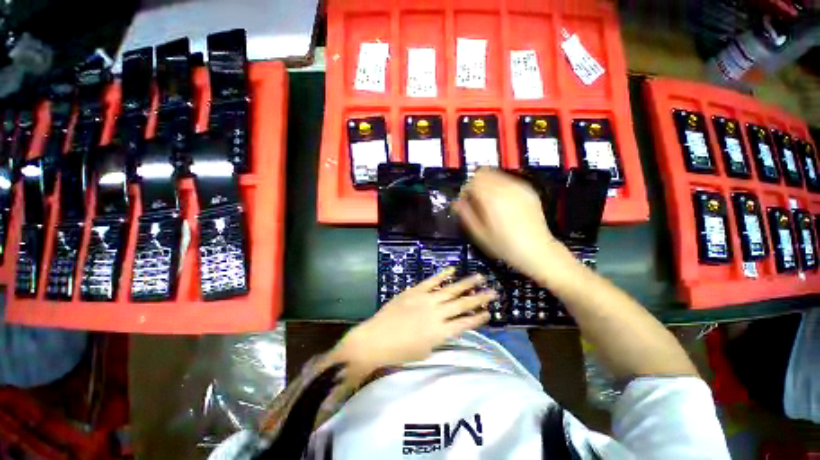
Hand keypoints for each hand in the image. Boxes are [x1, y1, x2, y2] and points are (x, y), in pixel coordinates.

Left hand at [329, 268, 496, 380]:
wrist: (376, 340)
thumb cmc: (400, 352)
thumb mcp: (425, 351)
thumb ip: (440, 337)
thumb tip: (451, 327)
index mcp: (441, 332)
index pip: (465, 323)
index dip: (478, 318)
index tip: (490, 312)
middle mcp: (437, 314)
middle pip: (463, 304)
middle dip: (479, 298)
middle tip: (493, 292)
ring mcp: (426, 300)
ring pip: (450, 290)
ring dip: (466, 283)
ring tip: (480, 277)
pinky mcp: (415, 291)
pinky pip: (431, 281)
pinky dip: (442, 275)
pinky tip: (452, 270)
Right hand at [455, 169, 564, 277]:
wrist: (537, 251)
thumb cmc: (505, 246)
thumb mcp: (479, 234)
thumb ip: (466, 215)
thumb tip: (456, 202)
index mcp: (491, 198)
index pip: (471, 182)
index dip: (465, 191)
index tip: (465, 203)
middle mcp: (505, 187)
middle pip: (483, 173)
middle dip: (475, 184)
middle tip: (476, 201)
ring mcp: (519, 187)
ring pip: (496, 174)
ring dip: (488, 184)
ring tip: (489, 202)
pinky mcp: (529, 191)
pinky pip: (509, 180)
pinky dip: (501, 186)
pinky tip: (503, 203)